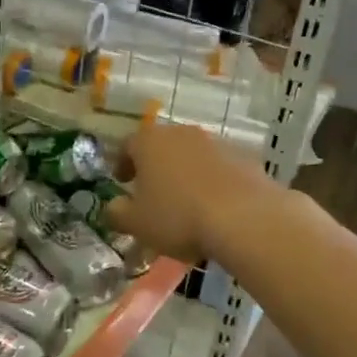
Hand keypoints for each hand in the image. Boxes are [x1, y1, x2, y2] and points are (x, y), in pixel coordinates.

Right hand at [102, 122, 276, 265]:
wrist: (244, 218)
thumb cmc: (178, 217)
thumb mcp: (136, 223)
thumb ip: (117, 213)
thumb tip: (112, 207)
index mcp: (149, 141)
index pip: (127, 145)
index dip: (121, 164)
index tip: (121, 181)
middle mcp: (181, 133)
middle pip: (161, 146)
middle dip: (154, 167)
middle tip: (151, 191)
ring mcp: (216, 142)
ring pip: (191, 155)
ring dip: (184, 173)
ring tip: (185, 202)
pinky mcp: (244, 157)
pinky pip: (219, 168)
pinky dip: (212, 181)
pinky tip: (214, 206)